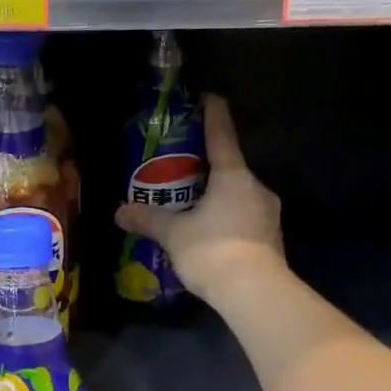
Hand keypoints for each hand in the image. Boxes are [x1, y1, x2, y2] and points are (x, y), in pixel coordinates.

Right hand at [115, 94, 285, 310]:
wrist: (255, 293)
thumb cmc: (213, 250)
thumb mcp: (174, 234)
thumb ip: (148, 219)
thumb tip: (119, 212)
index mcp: (233, 176)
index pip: (222, 135)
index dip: (213, 114)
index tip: (209, 97)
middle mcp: (256, 188)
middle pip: (231, 168)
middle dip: (208, 168)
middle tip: (183, 170)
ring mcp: (268, 214)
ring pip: (238, 196)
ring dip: (218, 197)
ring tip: (193, 207)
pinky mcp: (271, 238)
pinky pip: (244, 219)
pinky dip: (227, 220)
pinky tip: (210, 234)